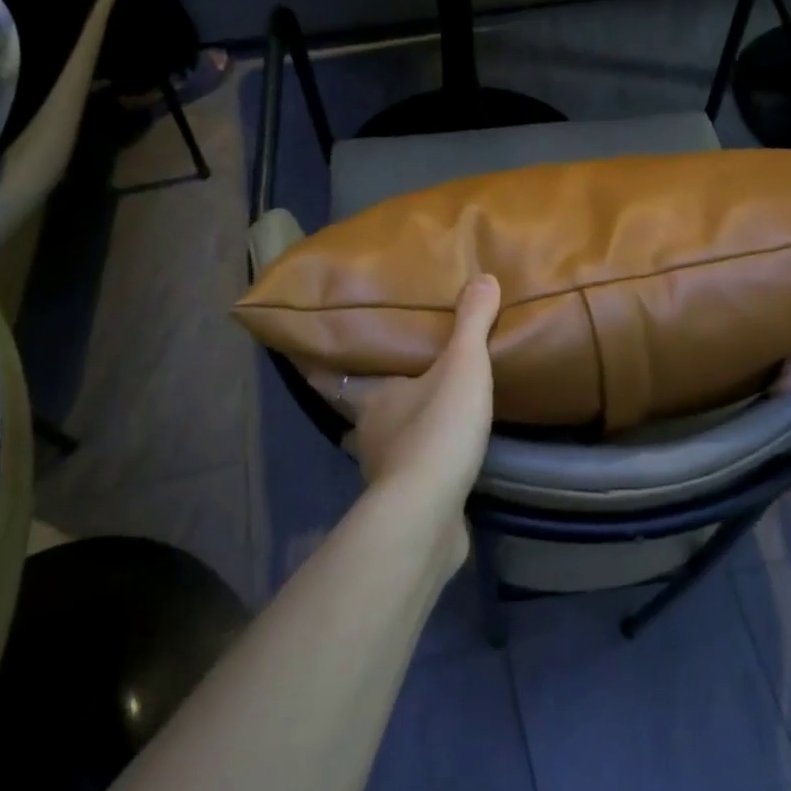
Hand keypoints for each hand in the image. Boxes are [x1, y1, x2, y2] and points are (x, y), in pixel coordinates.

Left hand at [302, 275, 501, 545]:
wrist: (430, 513)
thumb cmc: (436, 430)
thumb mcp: (462, 366)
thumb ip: (472, 323)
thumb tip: (484, 277)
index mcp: (371, 399)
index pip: (334, 378)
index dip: (319, 367)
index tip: (306, 354)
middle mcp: (368, 434)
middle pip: (357, 412)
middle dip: (363, 399)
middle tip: (381, 380)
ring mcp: (384, 473)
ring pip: (380, 445)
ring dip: (391, 433)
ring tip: (416, 416)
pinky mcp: (406, 504)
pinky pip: (408, 476)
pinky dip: (417, 466)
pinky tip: (438, 460)